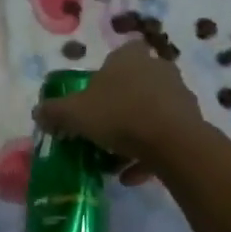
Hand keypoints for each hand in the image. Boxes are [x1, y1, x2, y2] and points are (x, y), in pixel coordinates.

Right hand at [34, 41, 204, 181]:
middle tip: (101, 129)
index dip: (105, 74)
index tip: (93, 96)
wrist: (173, 142)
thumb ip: (54, 111)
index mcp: (129, 57)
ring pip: (150, 112)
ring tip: (114, 160)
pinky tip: (131, 176)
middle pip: (134, 85)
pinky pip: (164, 137)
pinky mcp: (192, 122)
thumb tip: (38, 112)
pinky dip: (148, 154)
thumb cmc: (119, 115)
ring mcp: (179, 95)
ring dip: (134, 134)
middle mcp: (157, 69)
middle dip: (119, 106)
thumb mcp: (74, 113)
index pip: (118, 55)